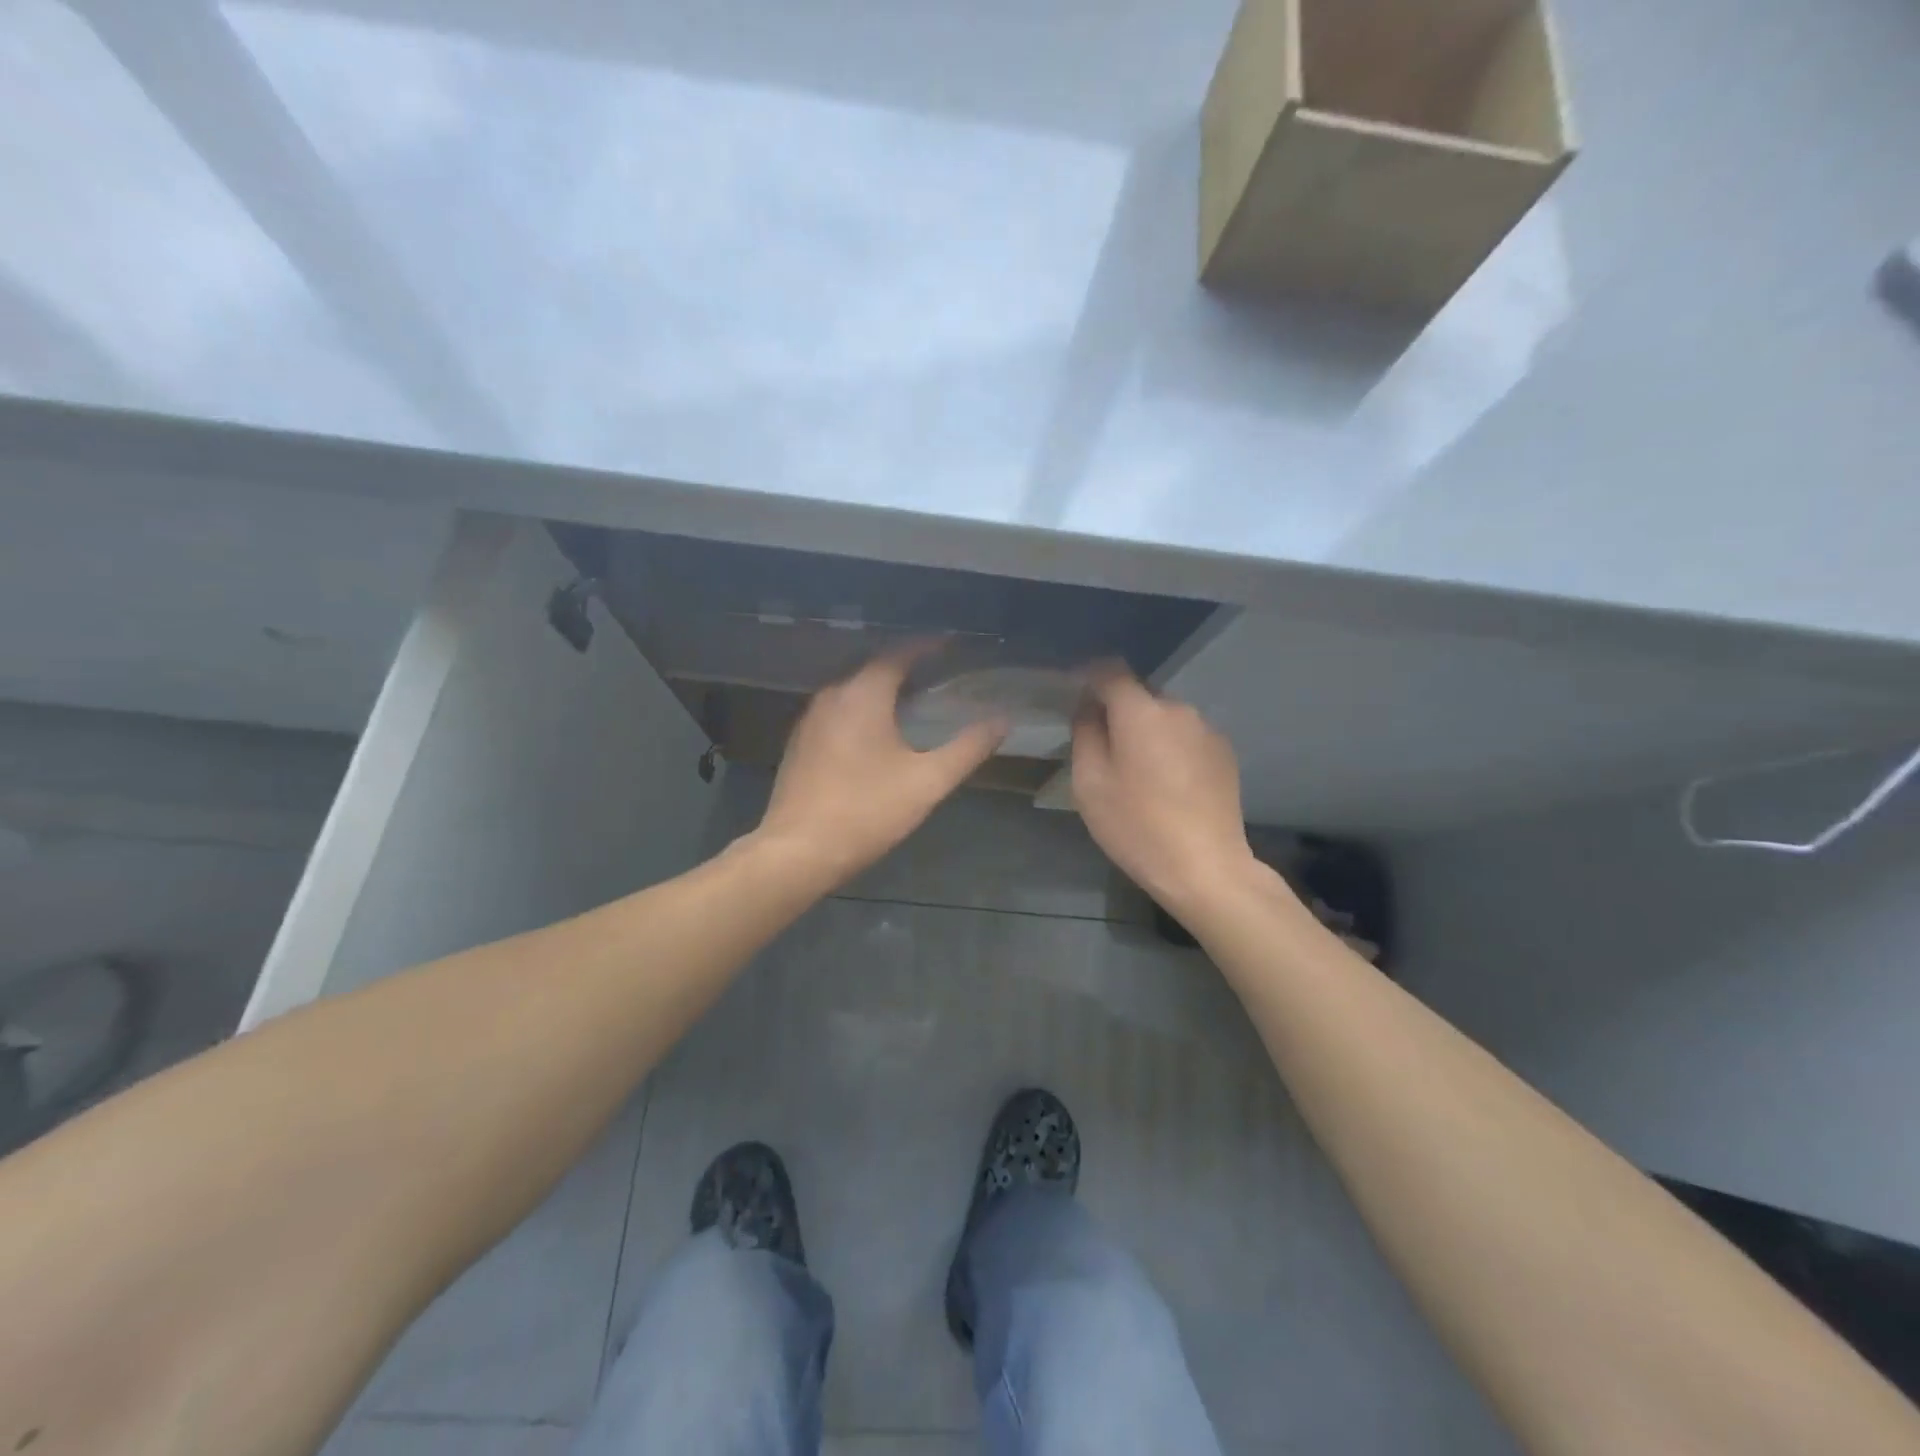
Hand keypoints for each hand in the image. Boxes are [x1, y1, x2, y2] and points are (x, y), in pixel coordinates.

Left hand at [756, 646, 1007, 885]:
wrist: (797, 852)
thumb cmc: (867, 811)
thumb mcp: (927, 781)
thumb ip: (968, 748)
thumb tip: (1002, 720)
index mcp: (863, 695)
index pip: (898, 654)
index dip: (927, 647)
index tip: (951, 645)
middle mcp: (832, 696)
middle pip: (872, 668)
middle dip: (905, 667)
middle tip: (937, 673)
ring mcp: (810, 720)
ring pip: (852, 691)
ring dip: (880, 690)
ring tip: (911, 700)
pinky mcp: (799, 744)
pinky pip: (836, 712)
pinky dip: (860, 711)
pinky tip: (875, 733)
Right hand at [1070, 666, 1256, 915]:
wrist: (1205, 867)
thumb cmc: (1137, 826)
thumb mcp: (1090, 783)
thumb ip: (1085, 734)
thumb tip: (1088, 707)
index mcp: (1141, 712)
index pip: (1110, 671)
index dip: (1088, 675)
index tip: (1073, 691)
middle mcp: (1178, 709)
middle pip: (1139, 694)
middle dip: (1117, 708)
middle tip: (1101, 742)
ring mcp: (1207, 730)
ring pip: (1164, 716)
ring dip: (1146, 729)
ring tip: (1135, 767)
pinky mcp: (1224, 753)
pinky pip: (1186, 736)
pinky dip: (1170, 746)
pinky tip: (1166, 782)